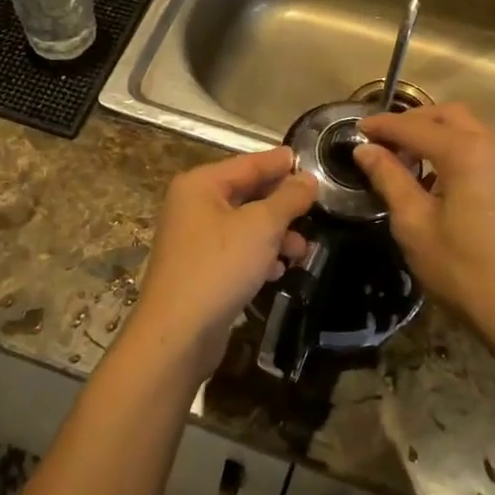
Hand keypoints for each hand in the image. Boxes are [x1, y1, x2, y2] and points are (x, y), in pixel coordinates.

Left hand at [134, 148, 316, 378]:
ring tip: (302, 250)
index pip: (249, 163)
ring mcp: (195, 239)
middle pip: (247, 193)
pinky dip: (260, 256)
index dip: (281, 163)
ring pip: (245, 225)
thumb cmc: (219, 267)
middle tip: (316, 210)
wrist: (178, 332)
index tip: (313, 162)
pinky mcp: (201, 269)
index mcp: (201, 185)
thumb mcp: (261, 226)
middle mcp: (194, 205)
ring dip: (276, 234)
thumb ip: (288, 198)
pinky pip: (237, 251)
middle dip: (283, 205)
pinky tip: (279, 271)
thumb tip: (307, 179)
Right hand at [354, 104, 494, 328]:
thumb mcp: (414, 223)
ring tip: (410, 158)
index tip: (358, 129)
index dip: (384, 125)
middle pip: (449, 116)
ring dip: (438, 134)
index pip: (415, 127)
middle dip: (414, 122)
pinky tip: (442, 176)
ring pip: (471, 128)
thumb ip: (389, 177)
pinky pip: (487, 147)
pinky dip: (460, 149)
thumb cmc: (460, 268)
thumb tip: (365, 150)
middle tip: (384, 142)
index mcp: (467, 152)